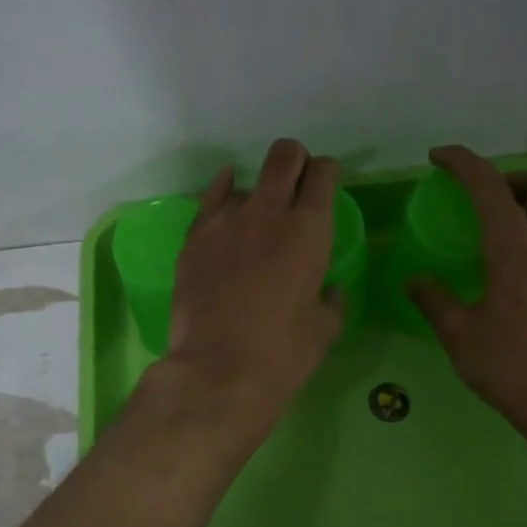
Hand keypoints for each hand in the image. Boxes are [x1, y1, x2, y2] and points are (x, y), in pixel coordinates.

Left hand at [160, 138, 346, 429]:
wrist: (217, 371)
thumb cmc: (282, 354)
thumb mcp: (324, 329)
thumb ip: (331, 300)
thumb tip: (330, 290)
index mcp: (309, 230)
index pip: (323, 173)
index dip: (327, 173)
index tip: (326, 185)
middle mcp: (268, 211)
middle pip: (285, 155)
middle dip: (296, 160)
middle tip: (297, 181)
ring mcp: (226, 219)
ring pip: (246, 179)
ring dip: (257, 193)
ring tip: (256, 220)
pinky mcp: (194, 235)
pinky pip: (211, 198)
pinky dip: (223, 193)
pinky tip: (226, 198)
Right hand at [406, 145, 526, 447]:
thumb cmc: (511, 368)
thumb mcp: (459, 335)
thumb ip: (434, 299)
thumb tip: (415, 279)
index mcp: (515, 249)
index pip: (489, 186)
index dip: (462, 162)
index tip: (437, 157)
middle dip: (508, 178)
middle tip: (479, 199)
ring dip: (526, 207)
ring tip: (494, 236)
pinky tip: (515, 274)